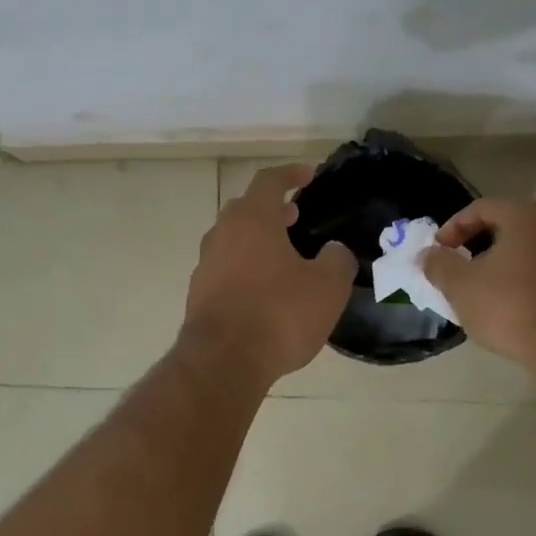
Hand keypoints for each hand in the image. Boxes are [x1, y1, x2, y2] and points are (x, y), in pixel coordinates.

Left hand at [181, 164, 357, 383]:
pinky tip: (264, 290)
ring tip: (284, 256)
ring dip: (257, 240)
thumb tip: (334, 251)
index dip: (291, 173)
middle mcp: (221, 234)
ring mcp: (205, 264)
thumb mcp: (327, 286)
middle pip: (246, 209)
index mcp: (251, 219)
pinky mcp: (198, 294)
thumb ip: (337, 260)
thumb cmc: (279, 313)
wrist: (223, 361)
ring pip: (232, 239)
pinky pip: (225, 269)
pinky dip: (245, 268)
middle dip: (272, 209)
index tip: (309, 175)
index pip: (269, 181)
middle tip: (296, 217)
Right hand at [420, 198, 535, 365]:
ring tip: (488, 292)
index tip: (439, 251)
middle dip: (483, 246)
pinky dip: (531, 284)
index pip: (483, 207)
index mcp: (528, 217)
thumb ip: (439, 264)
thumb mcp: (459, 285)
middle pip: (512, 228)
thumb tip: (428, 254)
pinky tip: (516, 308)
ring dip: (509, 265)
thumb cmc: (509, 306)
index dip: (454, 226)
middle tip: (462, 268)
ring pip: (535, 253)